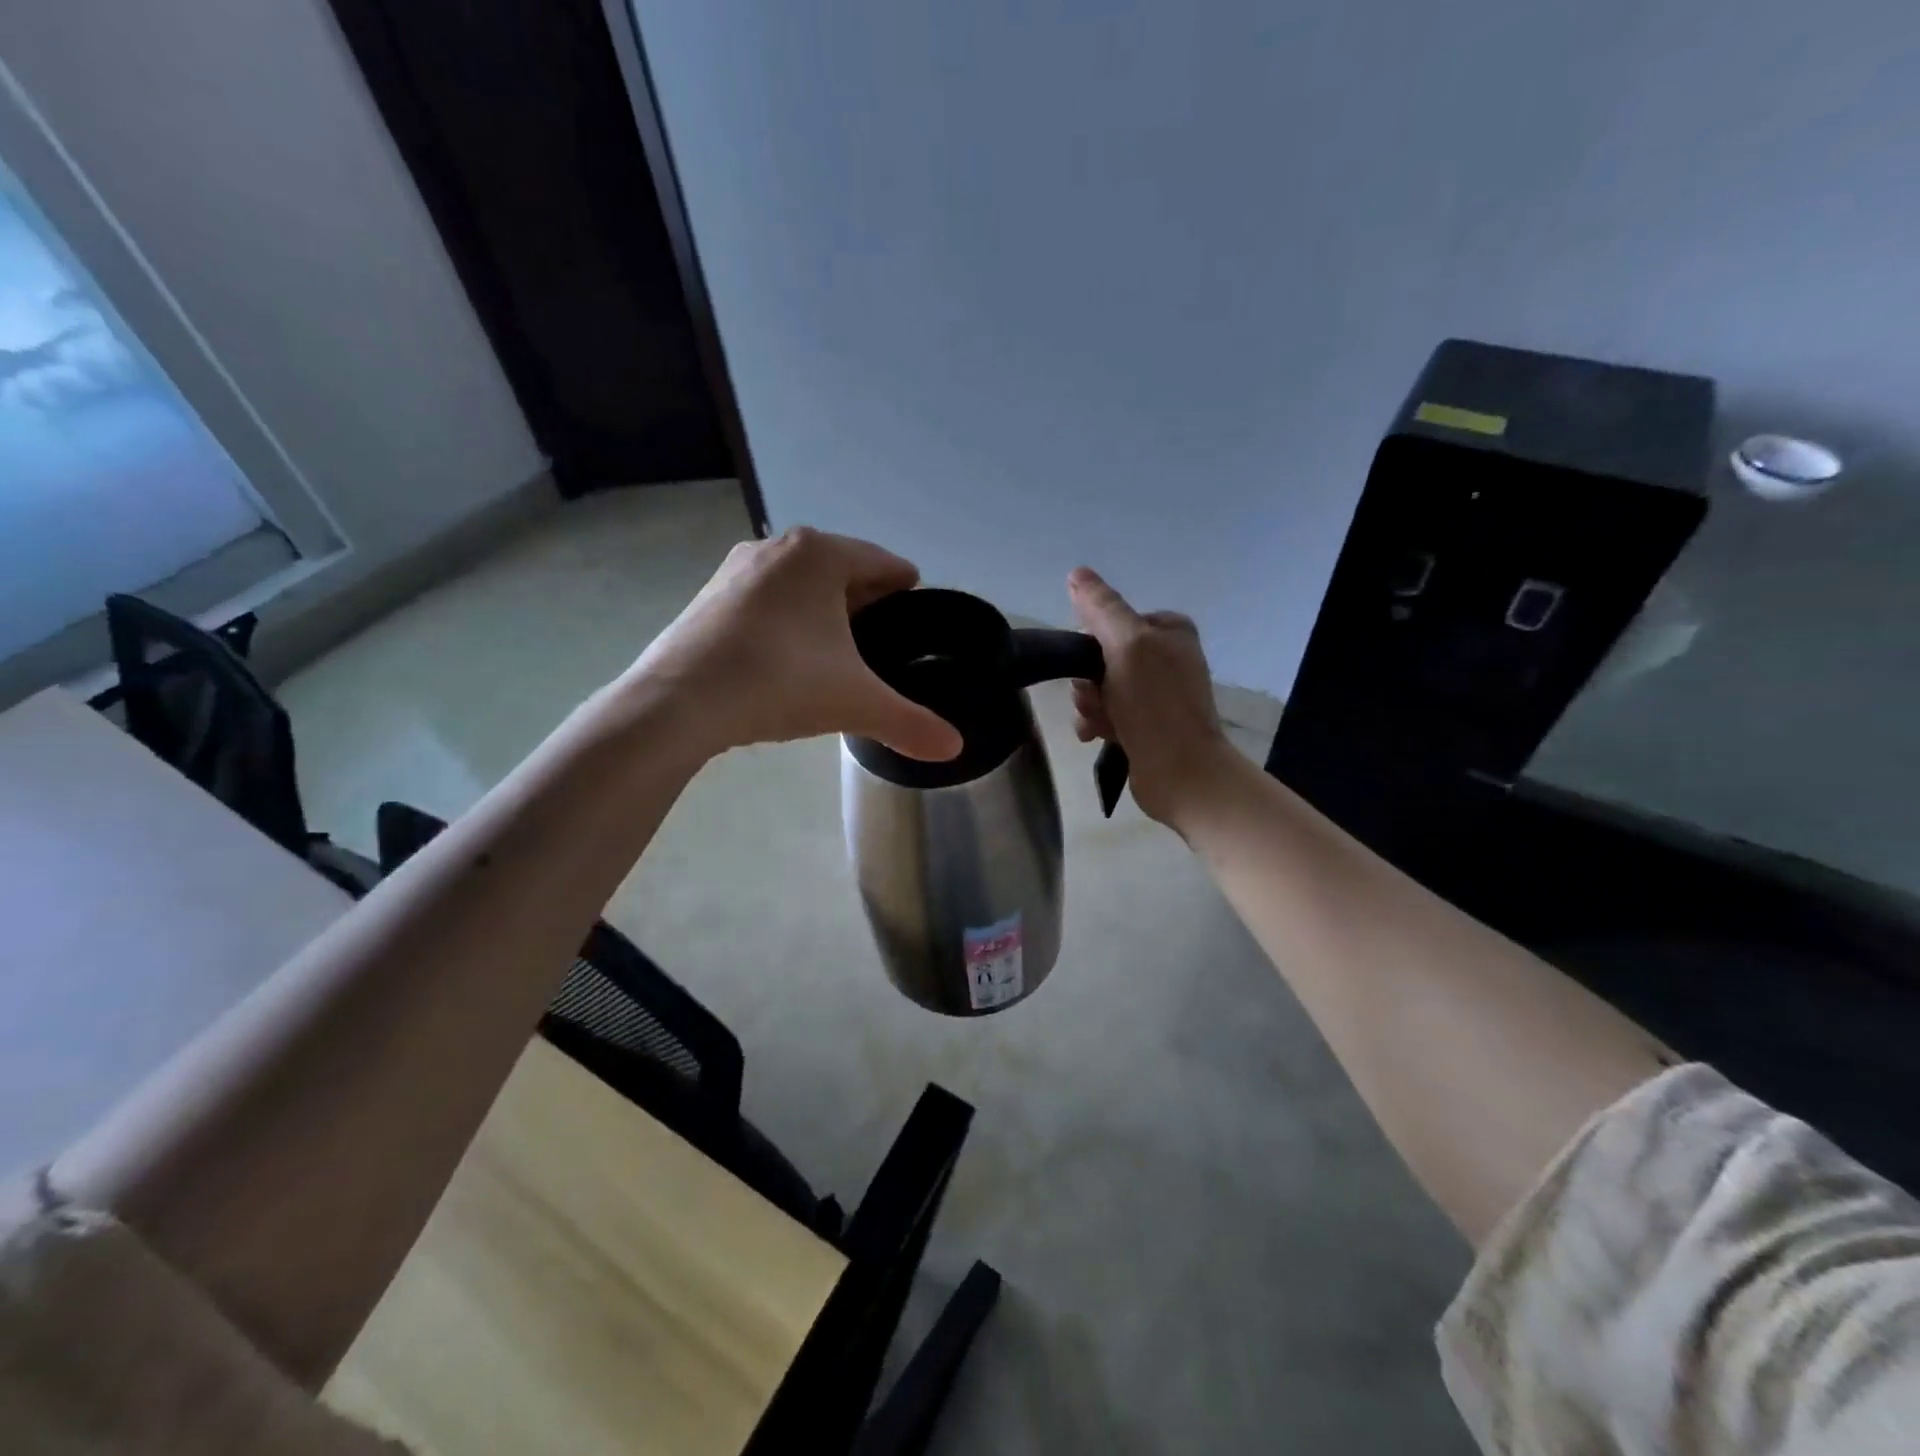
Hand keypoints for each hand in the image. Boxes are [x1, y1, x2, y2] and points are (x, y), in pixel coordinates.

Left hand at [620, 527, 963, 760]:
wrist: (677, 702)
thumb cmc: (779, 682)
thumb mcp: (855, 703)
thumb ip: (911, 723)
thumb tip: (956, 749)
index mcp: (821, 554)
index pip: (885, 563)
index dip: (908, 590)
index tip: (918, 615)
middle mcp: (779, 547)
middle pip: (843, 569)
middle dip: (866, 601)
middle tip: (883, 643)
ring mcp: (737, 569)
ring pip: (802, 583)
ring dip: (825, 609)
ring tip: (840, 652)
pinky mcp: (709, 596)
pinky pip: (767, 599)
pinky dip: (787, 619)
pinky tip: (789, 656)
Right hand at [1067, 567, 1232, 827]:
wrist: (1180, 772)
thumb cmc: (1155, 704)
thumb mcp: (1127, 644)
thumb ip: (1101, 607)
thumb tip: (1077, 574)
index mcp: (1169, 630)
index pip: (1112, 620)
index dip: (1092, 641)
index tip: (1089, 663)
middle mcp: (1165, 657)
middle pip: (1101, 656)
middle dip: (1088, 680)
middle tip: (1095, 699)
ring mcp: (1156, 693)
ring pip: (1099, 687)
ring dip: (1090, 704)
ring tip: (1098, 722)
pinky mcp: (1146, 724)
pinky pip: (1107, 712)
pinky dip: (1097, 722)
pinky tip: (1096, 736)